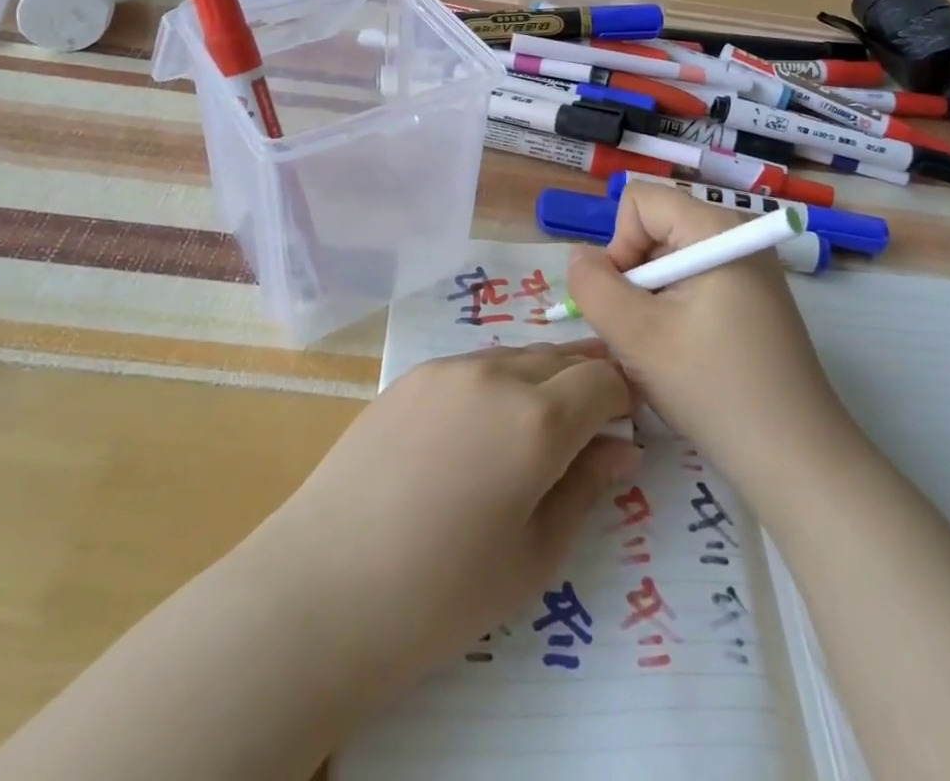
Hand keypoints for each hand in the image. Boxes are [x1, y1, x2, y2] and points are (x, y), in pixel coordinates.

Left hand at [254, 342, 636, 698]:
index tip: (625, 427)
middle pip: (562, 356)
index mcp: (537, 420)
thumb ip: (586, 490)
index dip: (624, 398)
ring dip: (542, 378)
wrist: (324, 587)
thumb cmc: (441, 593)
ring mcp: (448, 369)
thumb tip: (623, 450)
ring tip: (535, 427)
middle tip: (591, 424)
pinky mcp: (410, 376)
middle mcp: (496, 375)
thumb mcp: (533, 556)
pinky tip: (478, 430)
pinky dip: (497, 383)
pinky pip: (474, 366)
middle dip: (587, 381)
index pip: (604, 380)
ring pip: (517, 355)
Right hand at [567, 186, 855, 503]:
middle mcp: (736, 236)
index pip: (640, 200)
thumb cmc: (715, 390)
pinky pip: (693, 282)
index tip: (628, 301)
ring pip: (670, 260)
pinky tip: (684, 356)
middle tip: (642, 334)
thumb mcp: (637, 337)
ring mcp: (749, 268)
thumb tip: (579, 255)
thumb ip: (594, 286)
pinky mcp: (754, 298)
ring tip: (663, 352)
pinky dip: (674, 312)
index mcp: (715, 230)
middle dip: (634, 277)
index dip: (619, 245)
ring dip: (651, 300)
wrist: (798, 460)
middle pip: (655, 228)